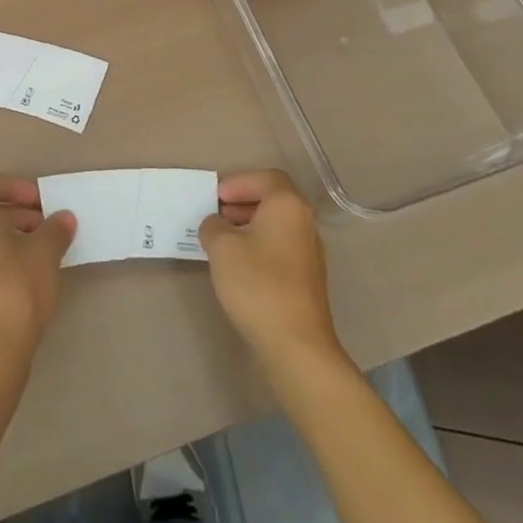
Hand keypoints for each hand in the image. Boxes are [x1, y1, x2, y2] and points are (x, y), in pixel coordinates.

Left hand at [0, 172, 76, 361]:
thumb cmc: (16, 285)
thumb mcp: (45, 251)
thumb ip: (55, 229)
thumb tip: (64, 218)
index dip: (19, 188)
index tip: (43, 204)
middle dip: (18, 212)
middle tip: (47, 226)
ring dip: (11, 233)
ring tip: (42, 249)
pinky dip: (0, 252)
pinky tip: (26, 270)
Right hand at [199, 169, 341, 372]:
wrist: (295, 344)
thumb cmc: (257, 283)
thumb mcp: (221, 247)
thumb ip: (213, 226)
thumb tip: (216, 224)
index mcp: (287, 205)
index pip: (266, 177)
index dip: (238, 182)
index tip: (215, 197)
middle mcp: (304, 223)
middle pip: (273, 200)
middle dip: (242, 202)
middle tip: (215, 214)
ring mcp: (309, 253)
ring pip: (276, 225)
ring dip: (249, 225)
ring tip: (221, 241)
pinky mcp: (307, 279)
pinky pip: (280, 248)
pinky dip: (259, 246)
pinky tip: (239, 266)